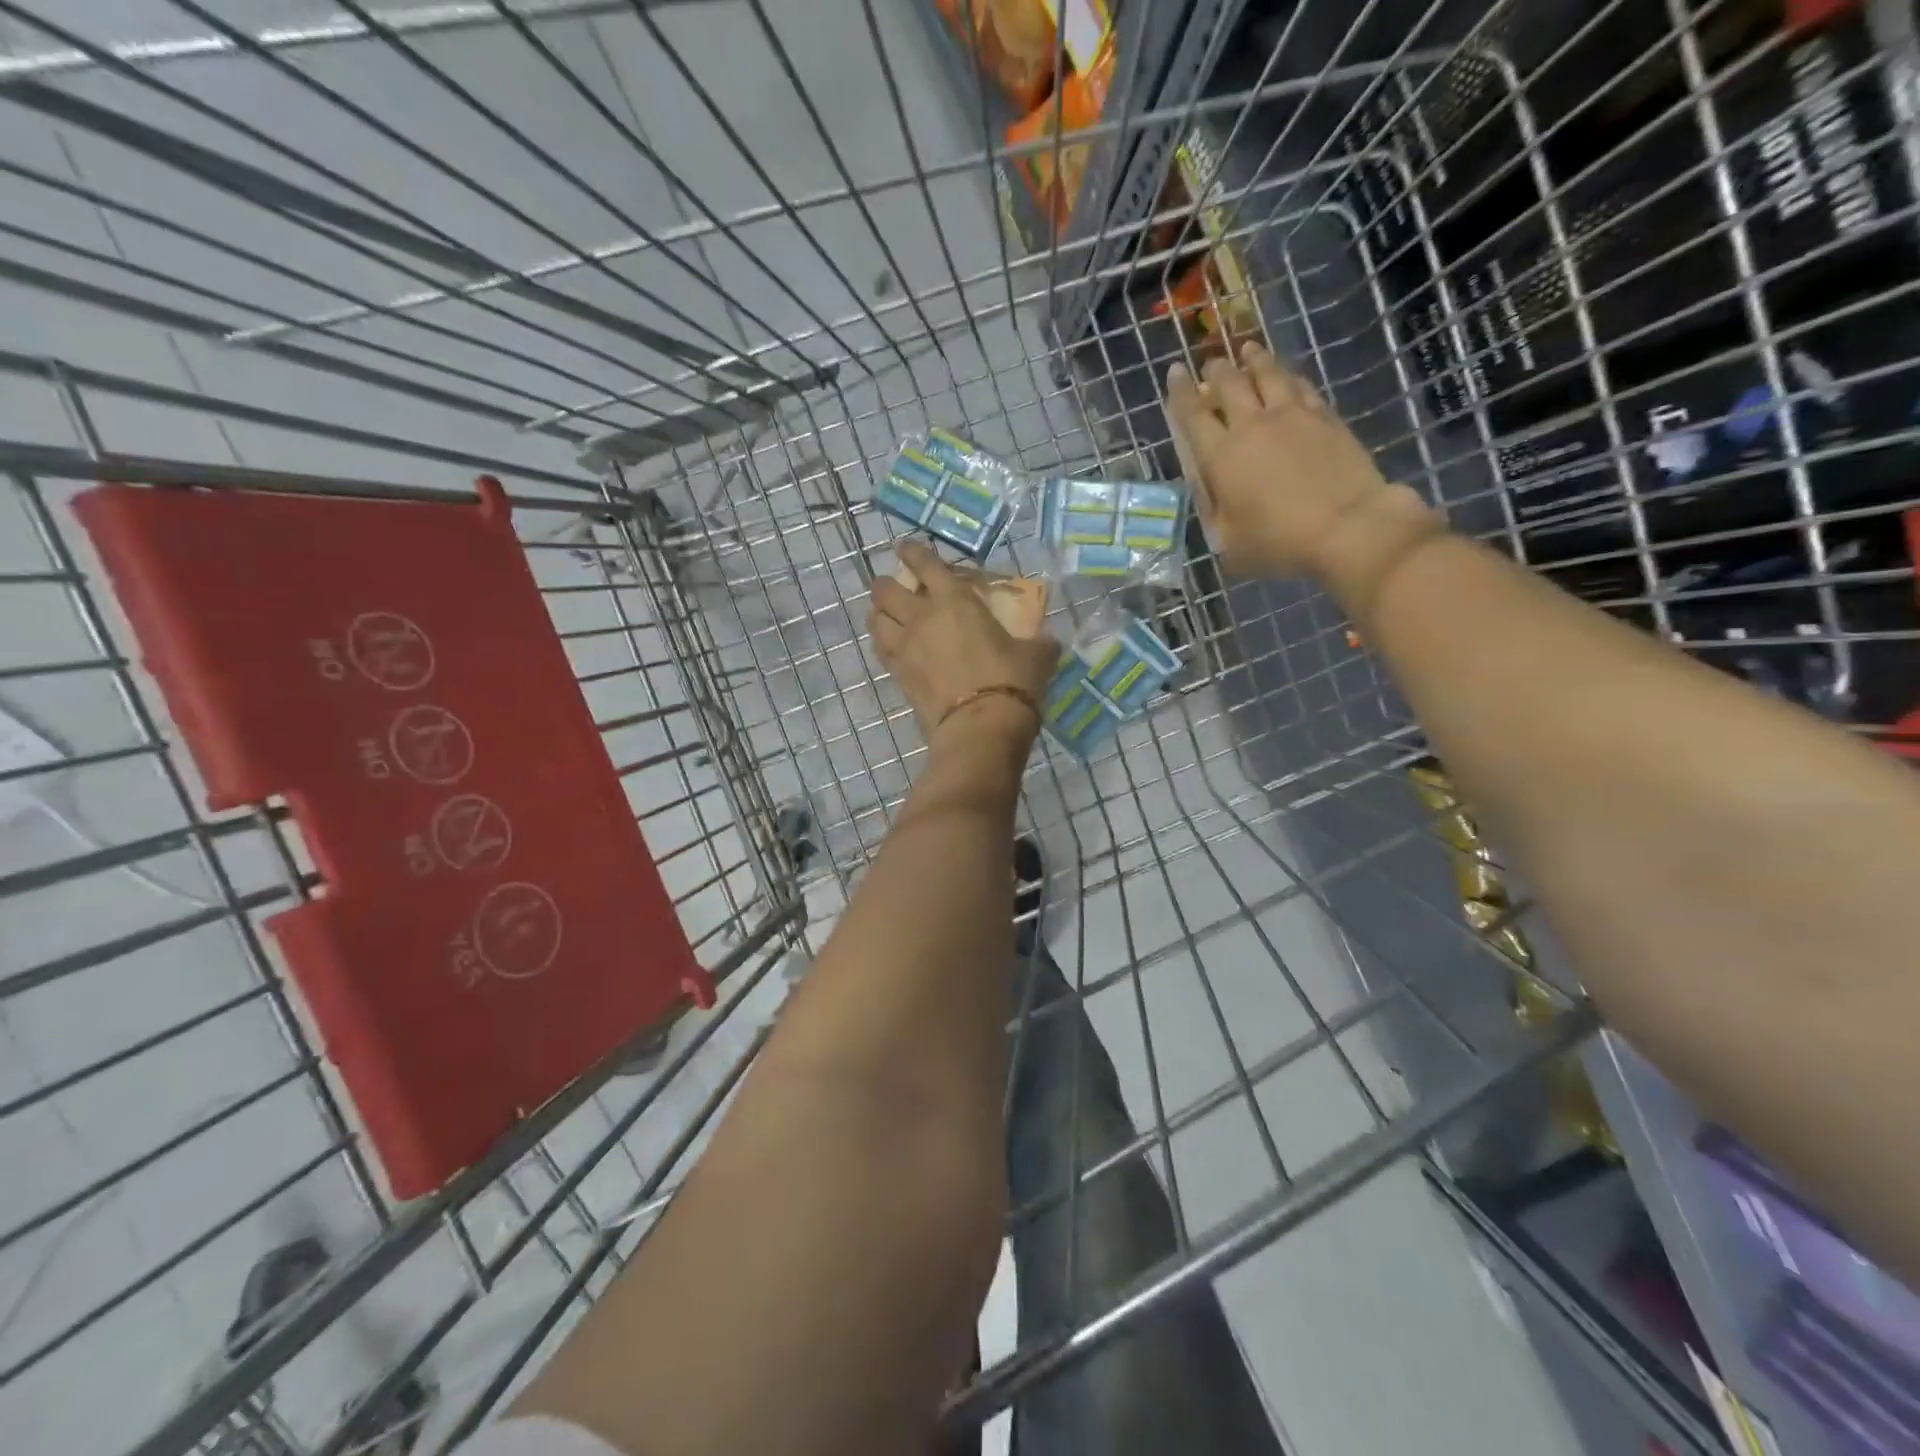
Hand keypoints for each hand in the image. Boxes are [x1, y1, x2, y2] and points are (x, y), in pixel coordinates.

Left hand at [868, 542, 1055, 747]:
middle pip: (885, 589)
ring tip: (889, 615)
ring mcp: (905, 647)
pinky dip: (883, 642)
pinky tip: (894, 646)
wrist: (981, 727)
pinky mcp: (898, 676)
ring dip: (879, 612)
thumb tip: (1046, 641)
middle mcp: (921, 617)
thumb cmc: (1012, 681)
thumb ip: (1037, 641)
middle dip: (887, 583)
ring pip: (874, 618)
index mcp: (954, 600)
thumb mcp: (1037, 654)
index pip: (925, 563)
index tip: (906, 546)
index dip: (913, 551)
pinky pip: (880, 650)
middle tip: (898, 586)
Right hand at [1167, 342, 1397, 576]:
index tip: (1175, 372)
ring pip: (1268, 374)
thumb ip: (1213, 510)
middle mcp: (1252, 425)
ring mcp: (1292, 416)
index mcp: (1221, 457)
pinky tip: (1286, 375)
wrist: (1348, 527)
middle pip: (1229, 384)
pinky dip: (1287, 376)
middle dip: (1216, 370)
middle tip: (1211, 364)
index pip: (1193, 414)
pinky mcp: (1325, 416)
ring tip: (1247, 350)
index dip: (1180, 392)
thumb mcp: (1229, 541)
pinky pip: (1300, 385)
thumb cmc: (1279, 543)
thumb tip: (1209, 488)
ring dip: (1253, 360)